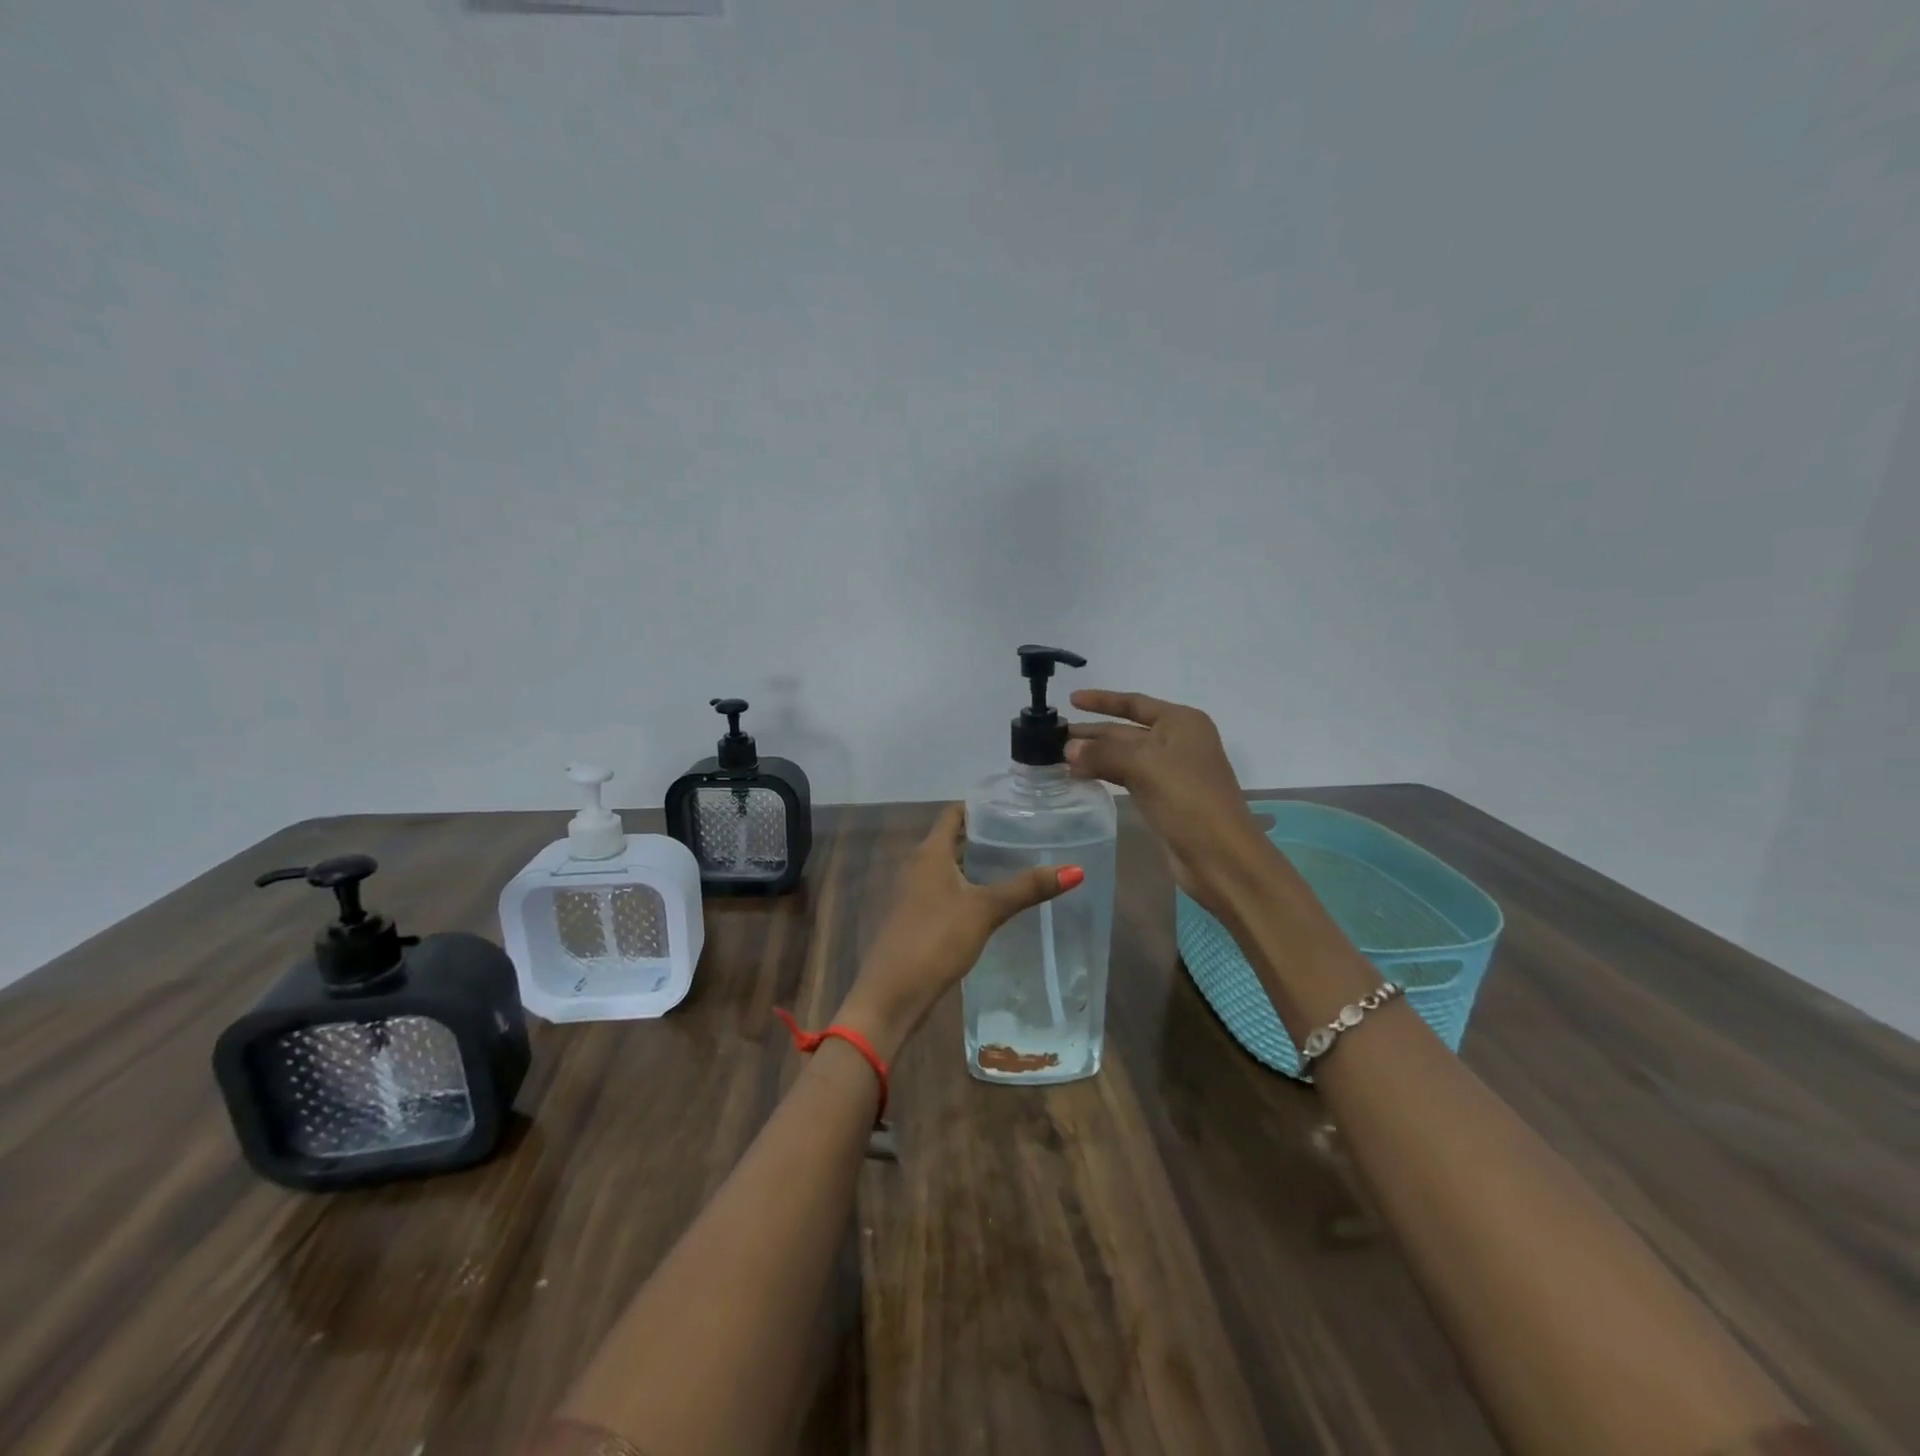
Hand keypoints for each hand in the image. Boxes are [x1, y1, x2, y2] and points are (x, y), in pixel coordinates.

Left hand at [835, 803, 1081, 1057]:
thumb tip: (1076, 869)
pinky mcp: (916, 917)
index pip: (954, 813)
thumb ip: (1027, 888)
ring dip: (976, 864)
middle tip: (1025, 835)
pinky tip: (991, 902)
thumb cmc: (936, 938)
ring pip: (949, 867)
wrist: (892, 994)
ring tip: (1015, 864)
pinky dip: (967, 888)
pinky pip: (944, 891)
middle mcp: (917, 865)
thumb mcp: (986, 910)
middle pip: (952, 839)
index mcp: (929, 852)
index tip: (1013, 806)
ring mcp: (913, 893)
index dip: (981, 806)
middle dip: (984, 836)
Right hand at [1065, 689, 1268, 913]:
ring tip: (1059, 757)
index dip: (1102, 700)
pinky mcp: (1164, 799)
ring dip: (1095, 755)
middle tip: (1053, 737)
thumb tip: (1068, 749)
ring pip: (1124, 756)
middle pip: (1126, 730)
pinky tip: (1082, 777)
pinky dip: (1105, 774)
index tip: (1071, 699)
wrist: (1221, 856)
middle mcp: (1178, 741)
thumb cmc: (1189, 800)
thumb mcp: (1144, 766)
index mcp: (1181, 723)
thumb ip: (1103, 753)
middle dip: (1092, 733)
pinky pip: (1127, 778)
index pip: (1134, 703)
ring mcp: (1171, 772)